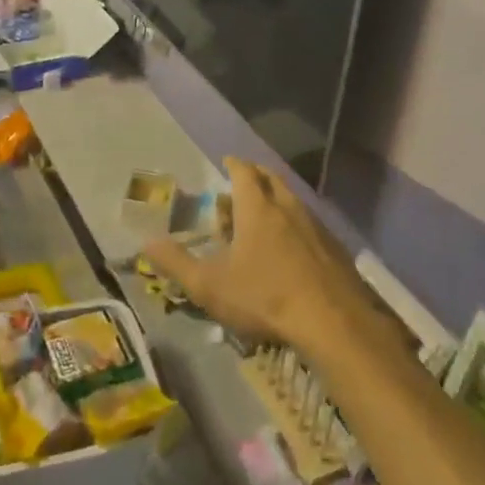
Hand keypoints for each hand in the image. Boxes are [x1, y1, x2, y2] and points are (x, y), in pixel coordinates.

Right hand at [144, 157, 367, 351]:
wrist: (334, 323)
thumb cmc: (265, 297)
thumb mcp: (210, 286)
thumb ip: (176, 263)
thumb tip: (147, 242)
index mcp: (257, 208)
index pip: (244, 171)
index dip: (234, 164)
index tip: (227, 161)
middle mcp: (289, 207)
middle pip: (272, 179)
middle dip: (256, 176)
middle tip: (242, 184)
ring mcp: (317, 226)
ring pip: (293, 201)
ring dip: (277, 201)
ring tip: (264, 217)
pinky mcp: (336, 249)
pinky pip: (311, 225)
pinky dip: (297, 225)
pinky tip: (293, 249)